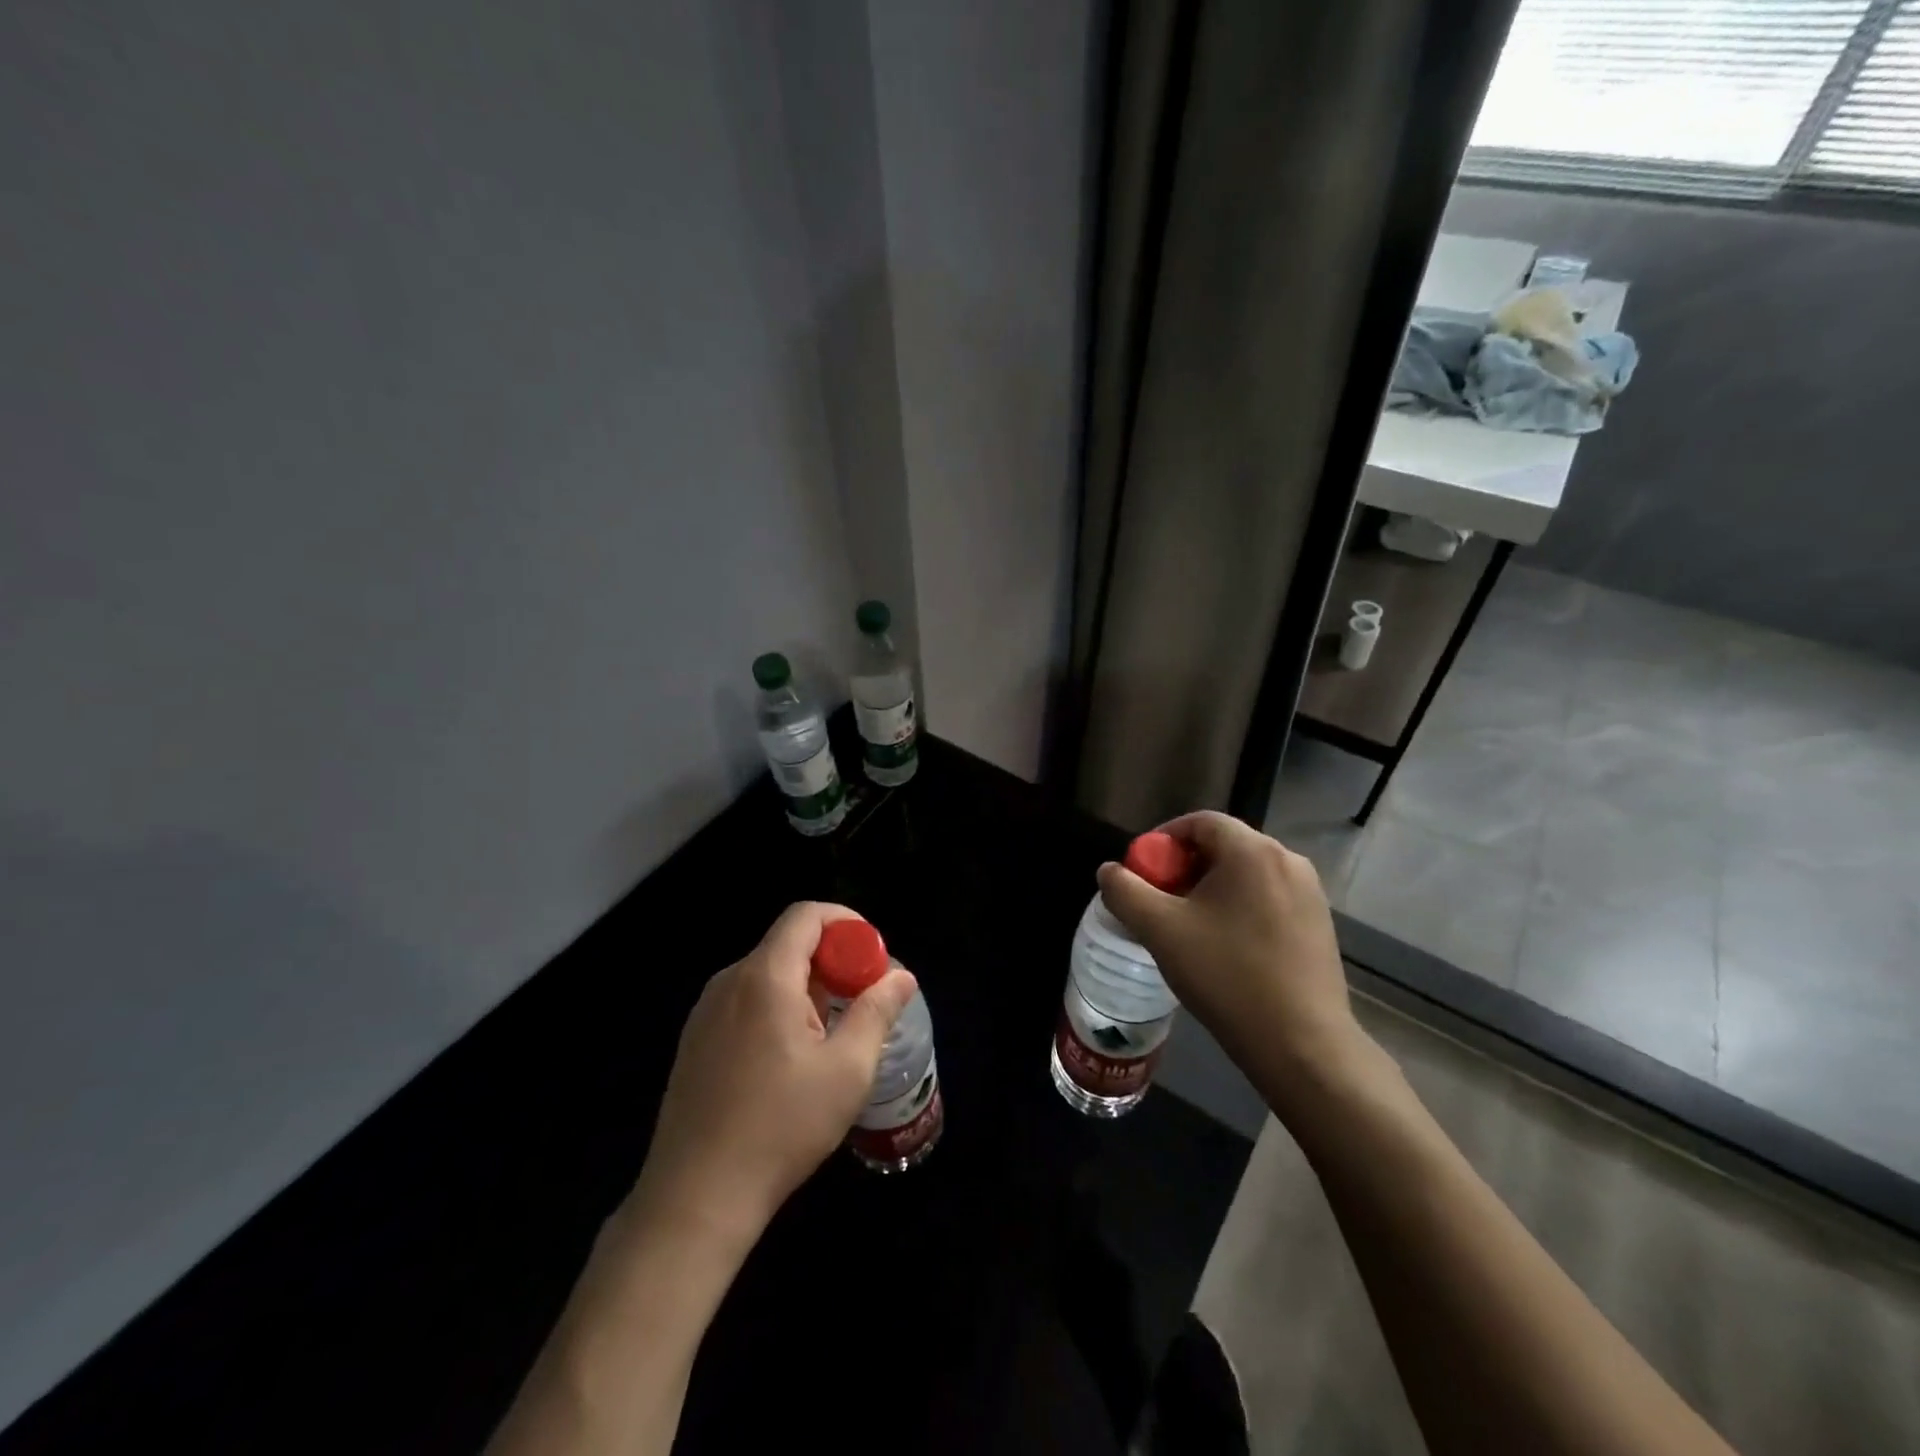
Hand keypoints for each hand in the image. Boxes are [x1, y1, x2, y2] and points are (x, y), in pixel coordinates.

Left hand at [627, 902, 917, 1254]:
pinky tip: (790, 1060)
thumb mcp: (846, 1070)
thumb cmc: (781, 1127)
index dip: (846, 923)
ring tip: (831, 1035)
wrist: (696, 1198)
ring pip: (767, 975)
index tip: (872, 957)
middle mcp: (729, 982)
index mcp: (765, 977)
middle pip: (788, 944)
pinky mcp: (695, 1042)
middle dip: (832, 961)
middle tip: (861, 1001)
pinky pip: (745, 1002)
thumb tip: (901, 976)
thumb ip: (876, 1011)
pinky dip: (778, 1008)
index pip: (806, 915)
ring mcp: (705, 1012)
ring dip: (807, 987)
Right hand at [1096, 811, 1367, 1097]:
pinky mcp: (1320, 924)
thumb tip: (1109, 871)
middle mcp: (1288, 861)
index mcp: (1252, 852)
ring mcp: (1310, 893)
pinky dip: (1239, 908)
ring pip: (1246, 875)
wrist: (1302, 1045)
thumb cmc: (1227, 977)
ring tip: (1189, 927)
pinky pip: (1268, 898)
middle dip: (1185, 867)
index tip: (1143, 871)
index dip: (1163, 839)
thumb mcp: (1160, 931)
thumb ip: (1125, 892)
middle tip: (1160, 901)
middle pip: (1224, 846)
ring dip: (1211, 889)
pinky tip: (1226, 947)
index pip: (1199, 822)